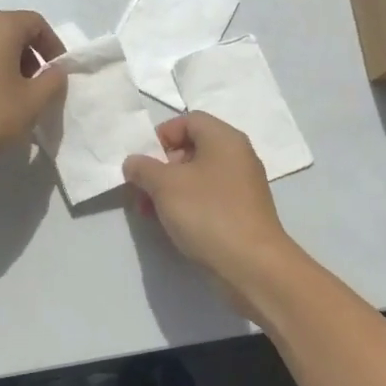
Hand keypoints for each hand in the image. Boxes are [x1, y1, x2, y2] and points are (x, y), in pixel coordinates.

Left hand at [0, 10, 66, 178]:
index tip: (56, 74)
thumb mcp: (31, 104)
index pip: (36, 23)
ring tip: (6, 97)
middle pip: (8, 31)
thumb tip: (55, 70)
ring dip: (2, 64)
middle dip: (27, 56)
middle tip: (34, 87)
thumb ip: (52, 81)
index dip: (52, 46)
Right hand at [123, 113, 298, 296]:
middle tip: (141, 189)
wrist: (251, 265)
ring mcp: (241, 186)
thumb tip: (134, 163)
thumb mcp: (164, 185)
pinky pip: (207, 198)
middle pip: (191, 149)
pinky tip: (169, 224)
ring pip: (196, 176)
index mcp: (224, 139)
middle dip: (160, 167)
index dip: (161, 135)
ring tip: (148, 212)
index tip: (144, 161)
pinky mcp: (241, 212)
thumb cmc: (207, 213)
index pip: (188, 120)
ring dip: (168, 189)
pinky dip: (185, 205)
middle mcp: (236, 157)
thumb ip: (143, 167)